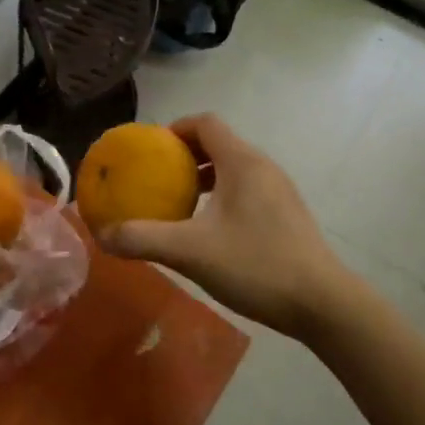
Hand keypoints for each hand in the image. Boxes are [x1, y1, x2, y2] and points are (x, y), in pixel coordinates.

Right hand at [96, 114, 354, 339]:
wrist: (322, 302)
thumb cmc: (256, 265)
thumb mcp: (191, 252)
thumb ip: (143, 239)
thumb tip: (101, 234)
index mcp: (242, 161)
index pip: (205, 122)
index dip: (174, 129)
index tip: (149, 150)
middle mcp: (263, 166)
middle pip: (219, 143)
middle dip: (185, 155)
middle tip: (157, 178)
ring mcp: (280, 189)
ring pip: (234, 168)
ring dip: (205, 177)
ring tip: (179, 204)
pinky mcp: (287, 213)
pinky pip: (247, 188)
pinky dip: (223, 195)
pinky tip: (211, 231)